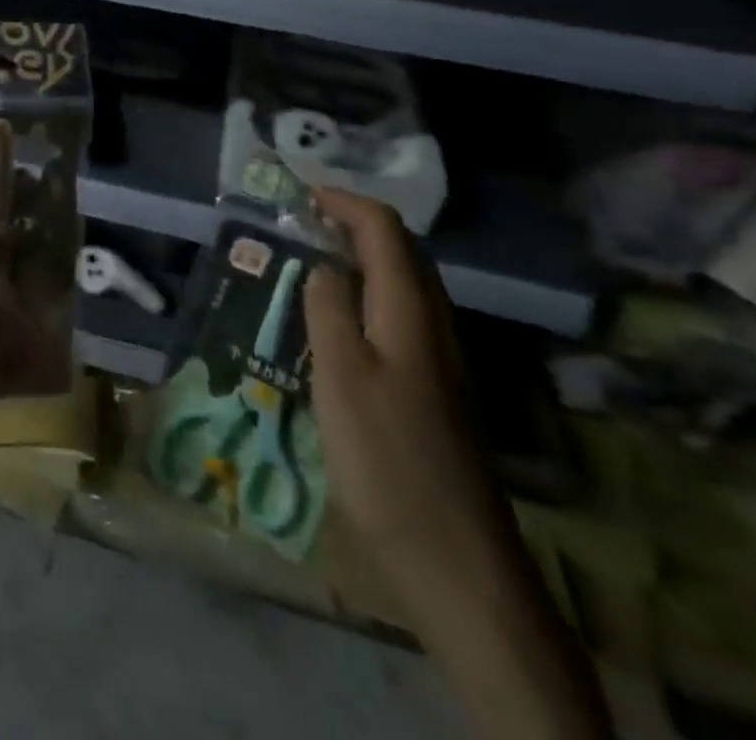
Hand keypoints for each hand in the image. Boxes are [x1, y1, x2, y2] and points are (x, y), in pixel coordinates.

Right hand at [304, 187, 519, 632]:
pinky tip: (332, 324)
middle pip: (401, 252)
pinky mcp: (432, 391)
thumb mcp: (341, 376)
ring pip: (401, 285)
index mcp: (410, 312)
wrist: (456, 562)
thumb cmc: (388, 459)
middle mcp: (432, 325)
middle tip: (300, 222)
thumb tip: (324, 266)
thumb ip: (329, 309)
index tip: (299, 193)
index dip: (344, 202)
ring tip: (308, 261)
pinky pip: (396, 318)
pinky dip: (363, 297)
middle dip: (352, 224)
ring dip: (358, 259)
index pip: (385, 230)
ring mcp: (437, 361)